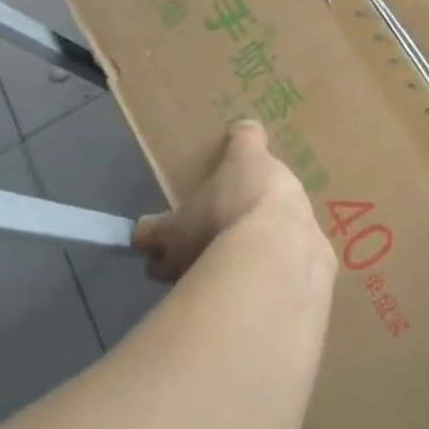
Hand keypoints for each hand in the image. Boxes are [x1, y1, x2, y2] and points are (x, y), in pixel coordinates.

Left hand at [133, 120, 331, 286]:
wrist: (283, 255)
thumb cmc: (247, 202)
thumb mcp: (248, 157)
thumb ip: (244, 143)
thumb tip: (243, 128)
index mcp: (172, 232)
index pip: (144, 235)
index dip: (152, 227)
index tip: (162, 218)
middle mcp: (185, 266)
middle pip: (169, 265)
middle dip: (184, 252)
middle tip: (209, 229)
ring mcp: (218, 290)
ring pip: (210, 278)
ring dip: (226, 263)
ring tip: (254, 241)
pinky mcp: (254, 300)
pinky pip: (252, 285)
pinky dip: (263, 273)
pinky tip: (284, 256)